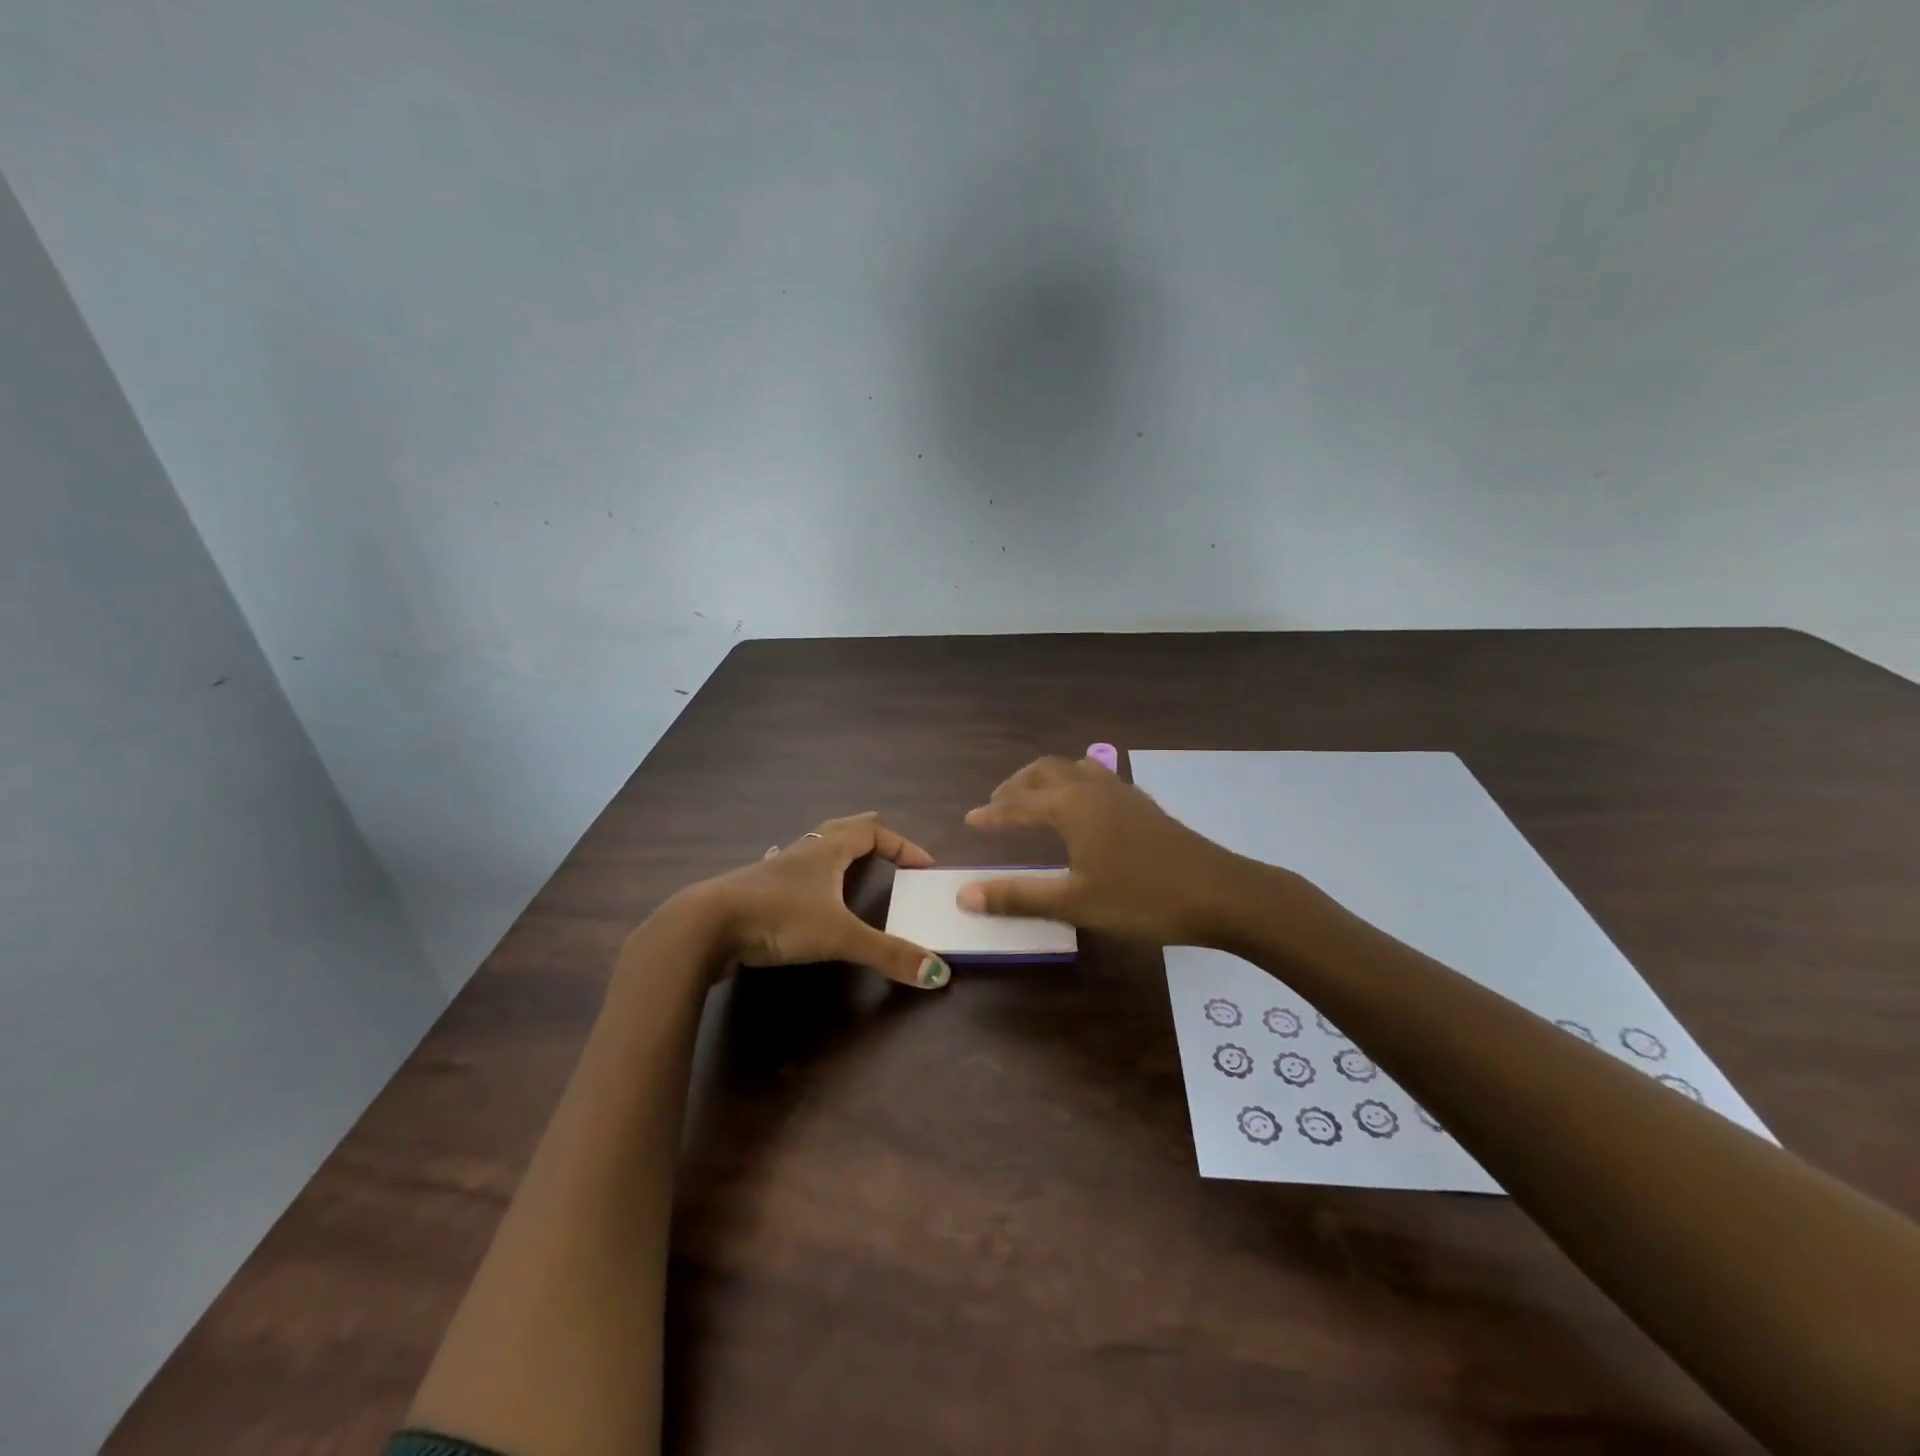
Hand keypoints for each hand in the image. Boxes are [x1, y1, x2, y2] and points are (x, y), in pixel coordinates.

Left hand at [682, 812, 951, 989]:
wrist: (705, 926)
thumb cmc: (779, 917)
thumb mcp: (840, 936)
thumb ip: (889, 954)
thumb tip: (939, 974)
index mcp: (827, 850)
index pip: (873, 831)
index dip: (902, 845)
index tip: (924, 866)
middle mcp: (803, 851)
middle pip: (841, 829)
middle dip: (869, 836)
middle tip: (889, 850)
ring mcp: (775, 870)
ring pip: (813, 850)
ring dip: (836, 854)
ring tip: (849, 868)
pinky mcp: (755, 892)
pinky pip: (791, 874)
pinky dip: (807, 877)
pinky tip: (801, 894)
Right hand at [959, 756, 1253, 945]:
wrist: (1220, 893)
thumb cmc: (1142, 897)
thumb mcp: (1075, 901)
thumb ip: (1018, 896)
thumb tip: (964, 894)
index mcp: (1071, 805)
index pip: (1019, 804)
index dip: (992, 813)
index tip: (969, 820)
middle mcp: (1093, 788)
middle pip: (1044, 772)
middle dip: (1016, 786)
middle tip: (997, 806)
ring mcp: (1122, 792)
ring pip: (1072, 770)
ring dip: (1045, 780)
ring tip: (1032, 801)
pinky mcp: (1142, 804)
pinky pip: (1095, 779)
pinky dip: (1071, 785)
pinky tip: (1080, 809)